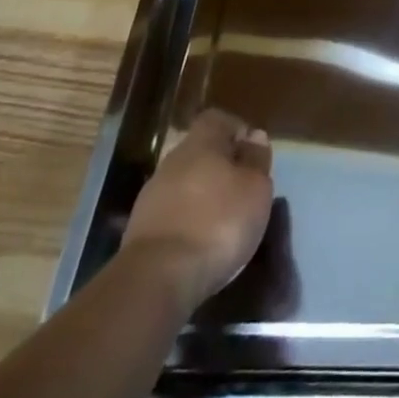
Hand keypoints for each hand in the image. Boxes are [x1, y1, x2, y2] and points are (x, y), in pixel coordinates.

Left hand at [123, 108, 274, 315]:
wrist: (157, 278)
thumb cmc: (218, 222)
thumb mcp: (256, 189)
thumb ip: (257, 160)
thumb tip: (254, 137)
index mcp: (201, 143)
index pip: (217, 119)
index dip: (236, 130)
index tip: (253, 152)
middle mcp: (172, 162)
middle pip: (200, 152)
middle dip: (221, 166)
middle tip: (243, 188)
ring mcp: (152, 196)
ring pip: (185, 183)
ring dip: (204, 196)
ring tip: (225, 220)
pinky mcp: (141, 230)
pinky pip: (173, 212)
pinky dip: (189, 221)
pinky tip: (202, 241)